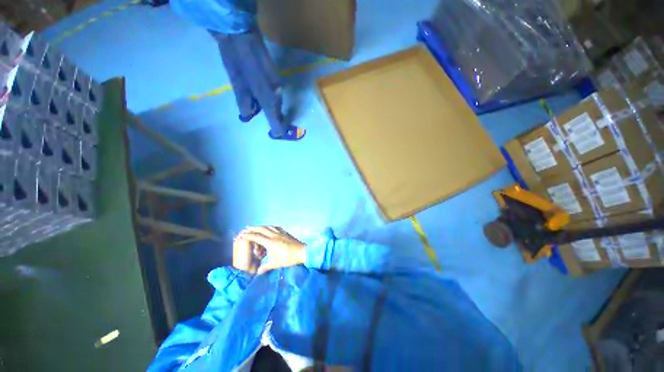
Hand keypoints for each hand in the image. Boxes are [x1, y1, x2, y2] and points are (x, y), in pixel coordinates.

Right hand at [238, 226, 305, 273]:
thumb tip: (257, 273)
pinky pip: (275, 227)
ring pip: (269, 227)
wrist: (302, 251)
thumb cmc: (289, 258)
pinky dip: (270, 227)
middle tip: (246, 228)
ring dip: (261, 226)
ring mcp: (280, 233)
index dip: (249, 235)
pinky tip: (269, 228)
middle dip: (253, 228)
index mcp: (271, 243)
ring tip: (256, 228)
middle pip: (262, 229)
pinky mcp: (285, 233)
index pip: (257, 237)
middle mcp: (275, 235)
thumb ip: (266, 267)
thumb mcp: (276, 264)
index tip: (242, 234)